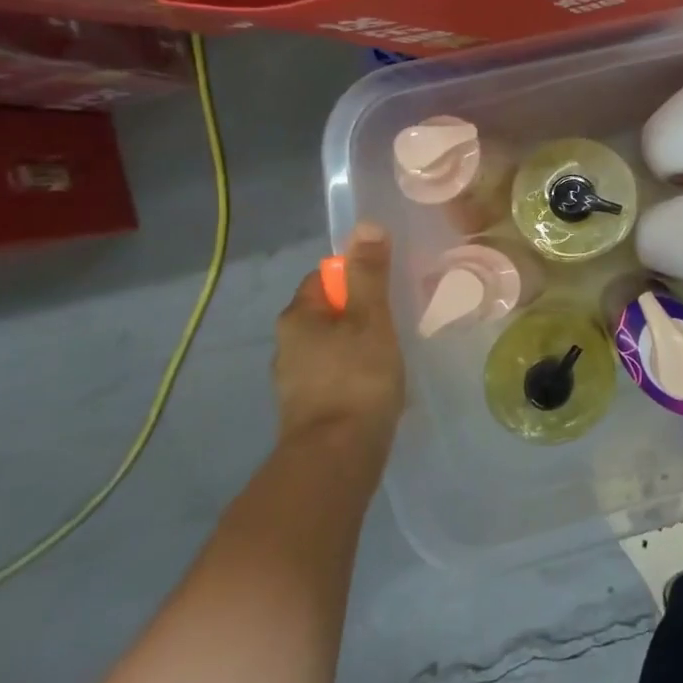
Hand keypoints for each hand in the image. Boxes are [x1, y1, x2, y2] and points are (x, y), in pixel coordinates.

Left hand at [273, 224, 404, 456]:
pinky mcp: (308, 407)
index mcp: (297, 317)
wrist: (336, 457)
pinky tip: (377, 384)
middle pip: (327, 311)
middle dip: (359, 311)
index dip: (356, 276)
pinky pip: (334, 373)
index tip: (386, 289)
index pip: (324, 277)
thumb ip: (368, 274)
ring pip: (331, 344)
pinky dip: (354, 372)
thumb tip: (366, 225)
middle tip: (395, 318)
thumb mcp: (370, 318)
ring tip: (391, 352)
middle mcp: (286, 344)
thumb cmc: (357, 377)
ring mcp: (294, 379)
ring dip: (357, 343)